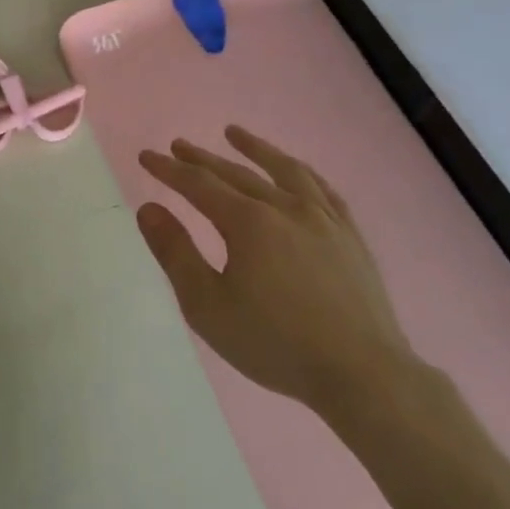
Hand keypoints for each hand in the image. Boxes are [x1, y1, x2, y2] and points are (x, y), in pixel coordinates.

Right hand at [136, 126, 415, 418]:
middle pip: (236, 173)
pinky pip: (323, 191)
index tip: (146, 156)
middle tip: (178, 145)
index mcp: (248, 223)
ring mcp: (323, 220)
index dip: (169, 169)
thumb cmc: (275, 343)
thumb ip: (175, 252)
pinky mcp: (350, 237)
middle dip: (202, 158)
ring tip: (234, 133)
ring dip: (255, 149)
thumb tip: (149, 208)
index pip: (198, 184)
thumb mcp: (207, 305)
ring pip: (283, 171)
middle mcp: (285, 208)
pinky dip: (301, 173)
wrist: (363, 375)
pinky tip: (295, 172)